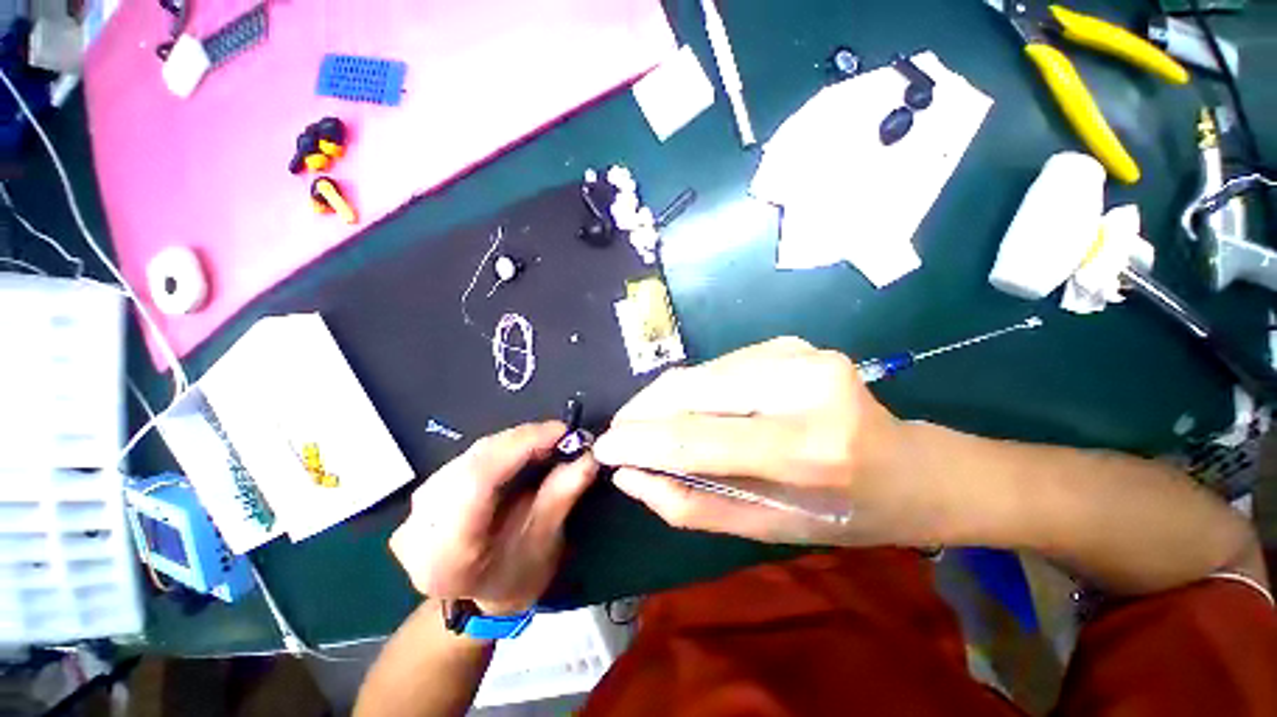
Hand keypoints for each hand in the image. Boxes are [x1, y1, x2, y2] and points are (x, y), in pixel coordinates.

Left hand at [389, 422, 596, 615]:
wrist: (481, 598)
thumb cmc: (517, 579)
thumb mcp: (546, 544)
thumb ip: (562, 495)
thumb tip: (588, 456)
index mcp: (445, 556)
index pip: (477, 482)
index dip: (521, 446)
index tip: (561, 431)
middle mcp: (418, 530)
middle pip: (473, 463)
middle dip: (522, 441)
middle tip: (561, 435)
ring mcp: (414, 510)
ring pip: (470, 455)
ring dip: (513, 443)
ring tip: (546, 443)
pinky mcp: (424, 495)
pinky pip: (468, 457)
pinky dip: (500, 449)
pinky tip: (521, 452)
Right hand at [593, 338, 921, 546]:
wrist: (909, 465)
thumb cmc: (843, 511)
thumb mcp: (767, 528)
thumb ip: (691, 504)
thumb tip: (630, 476)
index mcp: (807, 447)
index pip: (696, 435)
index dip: (640, 441)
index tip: (604, 448)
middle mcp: (801, 385)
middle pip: (690, 389)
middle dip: (642, 411)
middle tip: (620, 434)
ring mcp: (797, 354)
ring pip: (697, 373)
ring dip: (664, 401)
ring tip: (651, 426)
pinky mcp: (789, 343)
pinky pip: (717, 367)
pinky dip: (693, 390)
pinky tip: (692, 410)